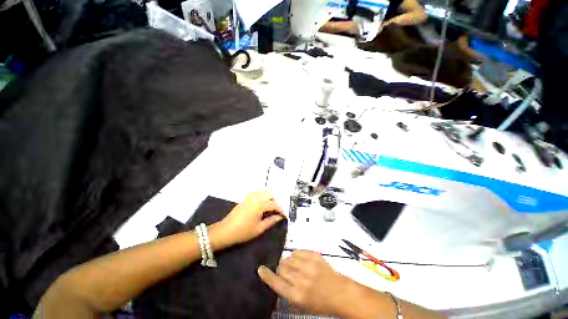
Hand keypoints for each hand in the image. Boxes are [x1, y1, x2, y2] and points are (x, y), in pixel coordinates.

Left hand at [215, 190, 283, 247]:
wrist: (225, 231)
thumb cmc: (243, 232)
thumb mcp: (259, 229)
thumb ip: (271, 221)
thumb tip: (279, 217)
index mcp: (260, 205)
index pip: (274, 204)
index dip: (280, 210)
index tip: (284, 215)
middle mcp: (255, 198)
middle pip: (269, 195)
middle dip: (275, 202)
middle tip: (276, 211)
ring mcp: (249, 197)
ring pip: (263, 192)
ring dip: (268, 198)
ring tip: (270, 207)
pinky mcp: (245, 199)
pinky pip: (256, 193)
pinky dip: (261, 196)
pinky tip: (261, 204)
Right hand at [258, 251, 355, 316]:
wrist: (340, 292)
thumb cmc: (321, 302)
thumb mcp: (302, 305)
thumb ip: (288, 293)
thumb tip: (277, 281)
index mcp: (297, 295)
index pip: (276, 282)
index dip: (267, 275)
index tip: (260, 269)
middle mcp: (301, 279)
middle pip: (282, 267)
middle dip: (281, 268)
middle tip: (287, 271)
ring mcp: (308, 265)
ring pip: (289, 257)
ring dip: (289, 261)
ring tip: (295, 266)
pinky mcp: (314, 255)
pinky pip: (298, 251)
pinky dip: (297, 255)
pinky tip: (301, 261)